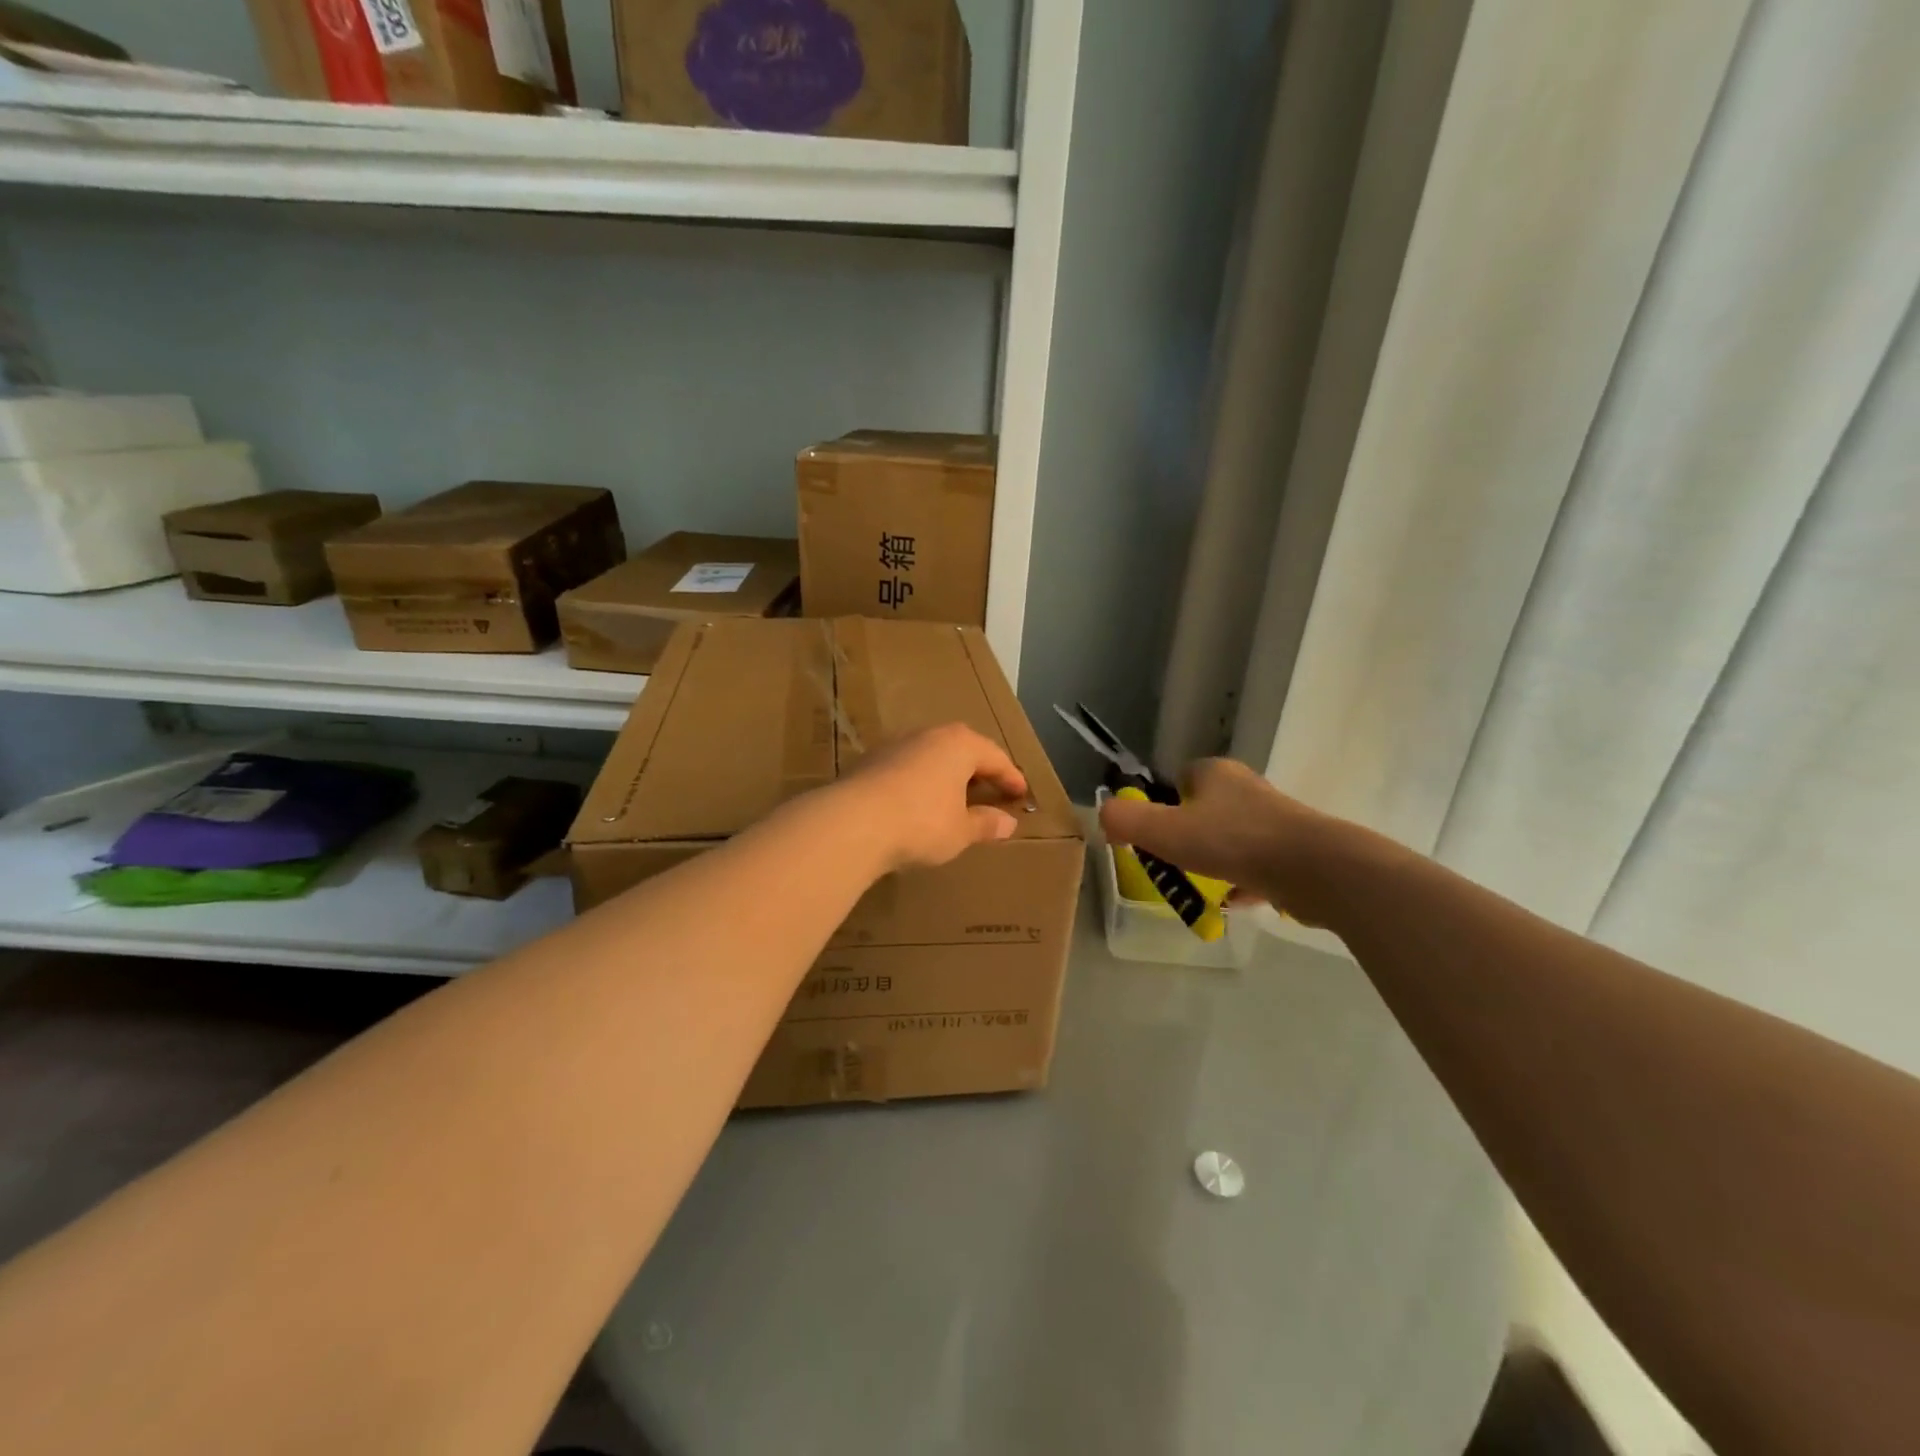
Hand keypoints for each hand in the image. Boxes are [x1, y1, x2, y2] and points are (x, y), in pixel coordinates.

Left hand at [838, 723, 1028, 873]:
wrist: (853, 822)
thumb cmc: (921, 823)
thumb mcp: (960, 831)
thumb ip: (985, 824)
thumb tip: (1008, 823)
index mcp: (959, 745)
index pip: (994, 757)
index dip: (1010, 777)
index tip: (1021, 794)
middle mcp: (928, 735)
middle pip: (961, 748)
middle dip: (977, 768)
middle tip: (990, 788)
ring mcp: (895, 745)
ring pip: (930, 755)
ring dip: (945, 773)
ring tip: (953, 795)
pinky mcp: (869, 761)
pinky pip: (906, 767)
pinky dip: (919, 781)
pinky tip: (917, 801)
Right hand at [1099, 758, 1341, 923]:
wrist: (1315, 869)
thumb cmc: (1233, 842)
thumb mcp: (1164, 831)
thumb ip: (1126, 821)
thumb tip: (1104, 816)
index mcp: (1215, 773)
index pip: (1179, 779)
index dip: (1163, 805)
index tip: (1155, 836)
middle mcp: (1247, 788)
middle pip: (1205, 809)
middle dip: (1189, 835)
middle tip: (1175, 863)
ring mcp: (1275, 819)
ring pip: (1233, 838)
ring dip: (1217, 859)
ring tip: (1202, 886)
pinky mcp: (1296, 850)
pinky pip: (1258, 864)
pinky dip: (1244, 880)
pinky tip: (1234, 902)